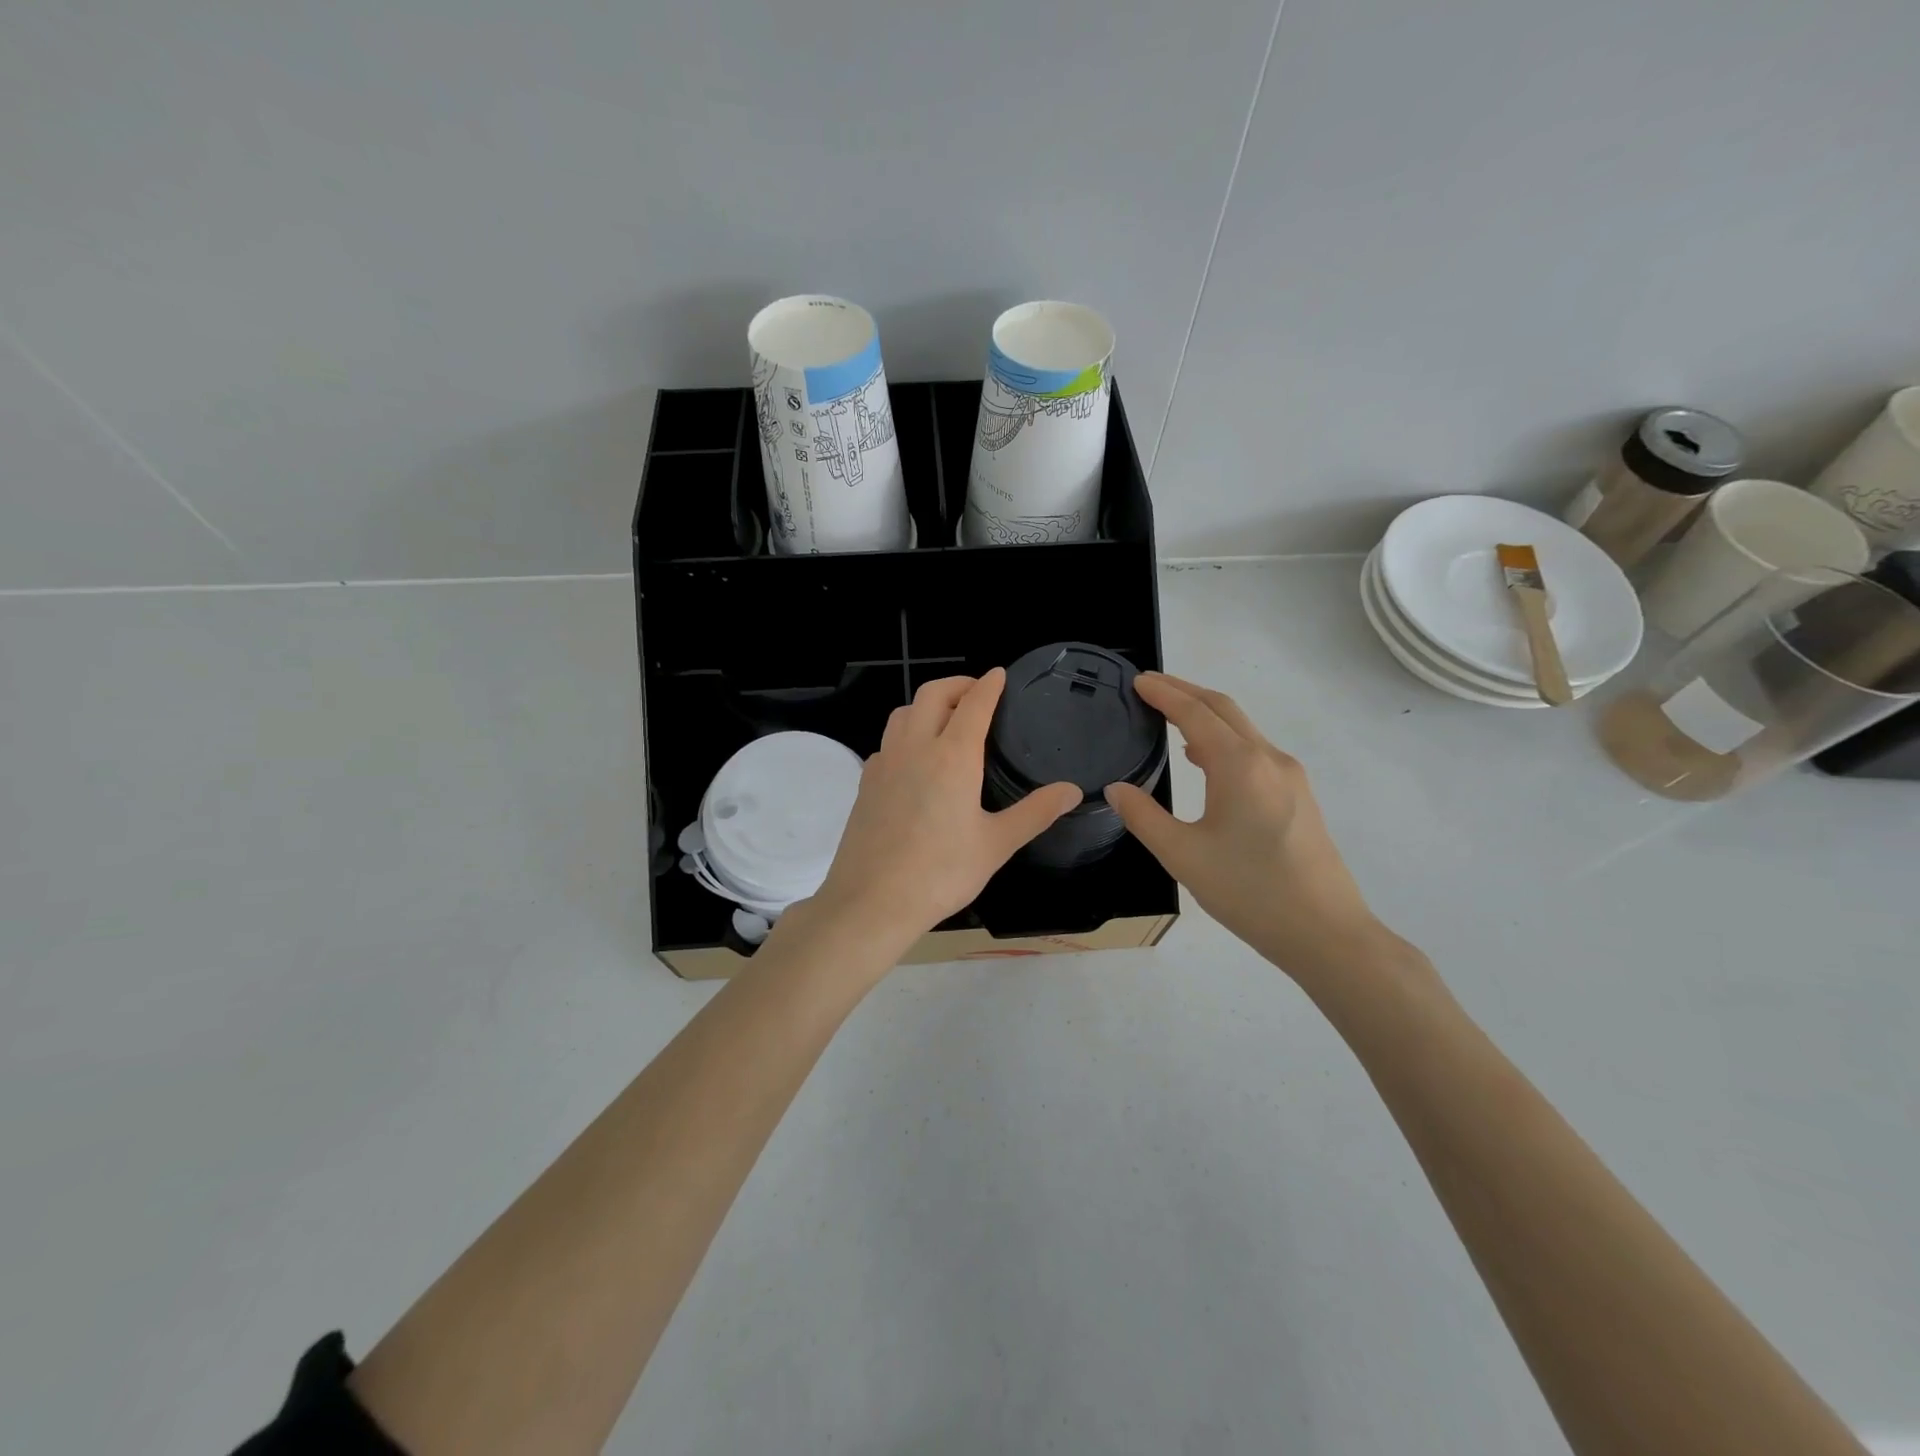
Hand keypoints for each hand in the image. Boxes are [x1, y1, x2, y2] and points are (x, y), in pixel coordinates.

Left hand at [806, 670, 1081, 958]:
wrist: (871, 901)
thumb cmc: (940, 873)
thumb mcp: (996, 844)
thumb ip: (1035, 813)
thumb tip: (1072, 790)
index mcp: (952, 757)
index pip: (974, 704)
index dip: (989, 685)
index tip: (1000, 674)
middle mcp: (915, 748)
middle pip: (933, 694)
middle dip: (957, 684)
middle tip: (976, 693)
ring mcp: (885, 763)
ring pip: (903, 713)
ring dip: (927, 704)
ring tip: (946, 720)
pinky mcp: (866, 783)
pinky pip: (888, 742)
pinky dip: (906, 734)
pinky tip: (915, 760)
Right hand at [1106, 673, 1385, 977]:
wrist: (1326, 932)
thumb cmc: (1249, 891)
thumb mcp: (1183, 856)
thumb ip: (1144, 817)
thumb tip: (1116, 788)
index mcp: (1239, 765)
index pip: (1195, 713)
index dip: (1164, 694)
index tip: (1138, 681)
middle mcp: (1269, 759)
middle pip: (1224, 709)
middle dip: (1186, 692)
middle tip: (1150, 686)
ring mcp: (1289, 777)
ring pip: (1243, 729)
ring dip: (1206, 715)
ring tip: (1171, 716)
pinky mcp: (1299, 796)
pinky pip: (1255, 751)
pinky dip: (1224, 740)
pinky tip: (1205, 760)